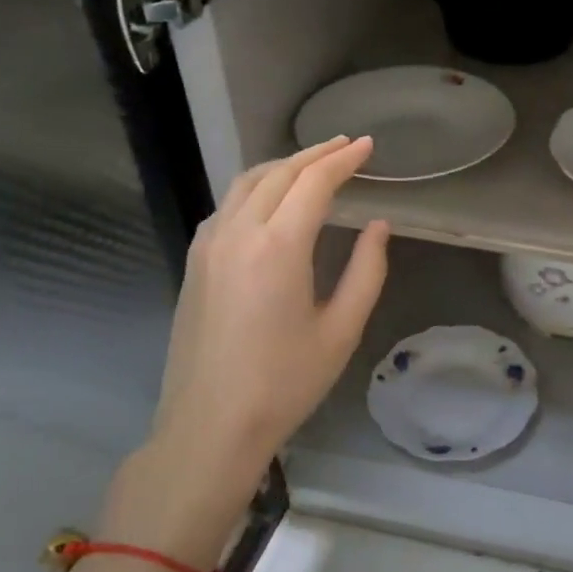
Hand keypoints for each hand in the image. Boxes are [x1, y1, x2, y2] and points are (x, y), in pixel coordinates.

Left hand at [101, 136, 389, 568]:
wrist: (210, 425)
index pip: (313, 183)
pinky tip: (272, 199)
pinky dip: (257, 188)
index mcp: (278, 247)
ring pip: (246, 183)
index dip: (343, 160)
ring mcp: (209, 245)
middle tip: (346, 146)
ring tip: (313, 163)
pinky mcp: (195, 261)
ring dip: (283, 167)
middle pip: (278, 174)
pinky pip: (228, 205)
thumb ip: (366, 271)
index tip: (367, 146)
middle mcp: (238, 233)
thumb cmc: (284, 383)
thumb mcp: (341, 330)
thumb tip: (377, 227)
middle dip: (315, 154)